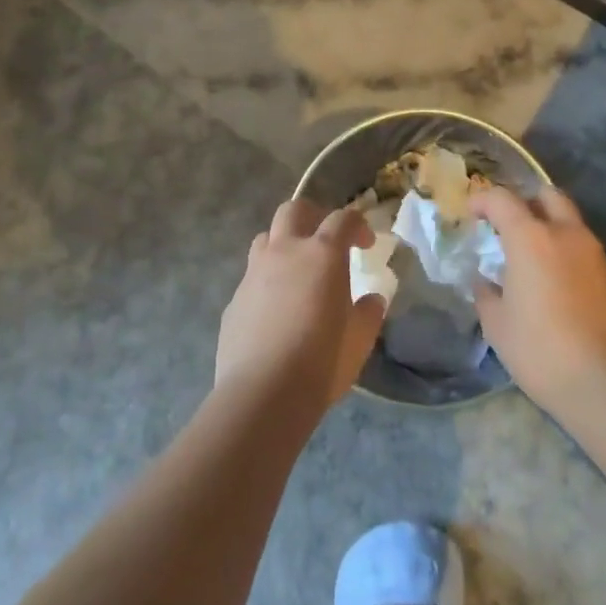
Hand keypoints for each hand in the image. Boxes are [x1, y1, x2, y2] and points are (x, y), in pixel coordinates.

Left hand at [215, 199, 385, 417]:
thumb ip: (368, 313)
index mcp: (322, 255)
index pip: (342, 219)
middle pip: (294, 210)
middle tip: (326, 240)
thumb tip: (371, 300)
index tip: (366, 245)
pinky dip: (267, 281)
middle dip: (313, 216)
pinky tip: (275, 311)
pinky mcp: (234, 300)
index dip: (357, 225)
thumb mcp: (359, 340)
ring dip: (284, 243)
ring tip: (297, 270)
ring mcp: (254, 273)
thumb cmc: (321, 362)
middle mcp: (285, 252)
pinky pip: (252, 277)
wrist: (262, 394)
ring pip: (267, 238)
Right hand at [473, 186, 605, 415]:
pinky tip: (559, 288)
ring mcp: (598, 256)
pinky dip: (569, 257)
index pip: (503, 199)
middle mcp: (568, 235)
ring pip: (572, 224)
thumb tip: (485, 283)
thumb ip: (487, 295)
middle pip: (548, 195)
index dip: (483, 200)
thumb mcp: (498, 326)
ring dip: (551, 230)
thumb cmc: (541, 351)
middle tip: (510, 226)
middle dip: (527, 202)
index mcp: (532, 239)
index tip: (472, 214)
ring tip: (533, 261)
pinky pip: (587, 254)